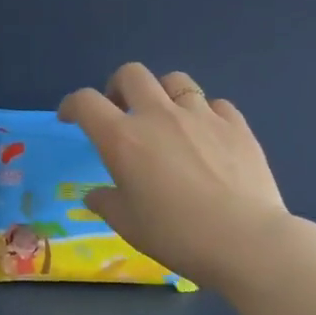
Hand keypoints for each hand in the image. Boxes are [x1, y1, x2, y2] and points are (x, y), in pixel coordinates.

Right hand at [58, 63, 289, 290]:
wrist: (244, 240)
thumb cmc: (177, 236)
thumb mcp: (129, 226)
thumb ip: (107, 203)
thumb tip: (96, 196)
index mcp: (123, 139)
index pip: (86, 102)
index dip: (72, 105)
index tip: (71, 118)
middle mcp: (159, 115)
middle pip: (132, 74)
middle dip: (118, 86)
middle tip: (120, 111)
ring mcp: (201, 115)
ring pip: (175, 80)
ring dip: (162, 93)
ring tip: (166, 117)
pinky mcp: (236, 124)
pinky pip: (215, 104)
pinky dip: (204, 114)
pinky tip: (207, 136)